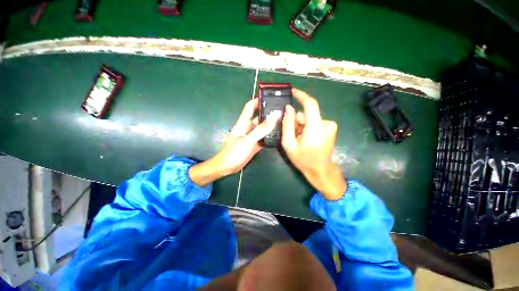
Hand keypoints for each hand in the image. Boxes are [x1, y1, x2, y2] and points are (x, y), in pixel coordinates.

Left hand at [189, 99, 276, 185]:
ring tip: (283, 122)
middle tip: (282, 111)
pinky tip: (278, 135)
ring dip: (270, 125)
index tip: (269, 97)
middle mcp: (248, 127)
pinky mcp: (254, 144)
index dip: (257, 100)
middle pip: (258, 117)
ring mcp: (251, 136)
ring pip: (262, 128)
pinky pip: (263, 138)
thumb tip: (274, 118)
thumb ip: (260, 130)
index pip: (249, 107)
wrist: (227, 167)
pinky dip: (269, 136)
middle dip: (268, 113)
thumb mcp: (247, 140)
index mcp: (243, 123)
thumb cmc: (234, 152)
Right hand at [282, 88, 346, 199]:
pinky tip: (306, 139)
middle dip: (297, 121)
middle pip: (307, 114)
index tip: (292, 91)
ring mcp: (330, 126)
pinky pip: (315, 123)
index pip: (310, 103)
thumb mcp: (289, 143)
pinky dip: (308, 128)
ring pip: (310, 119)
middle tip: (291, 134)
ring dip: (302, 126)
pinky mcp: (330, 129)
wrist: (320, 170)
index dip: (300, 95)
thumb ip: (287, 124)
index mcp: (316, 126)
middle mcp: (326, 123)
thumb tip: (288, 108)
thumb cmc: (303, 159)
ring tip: (298, 139)